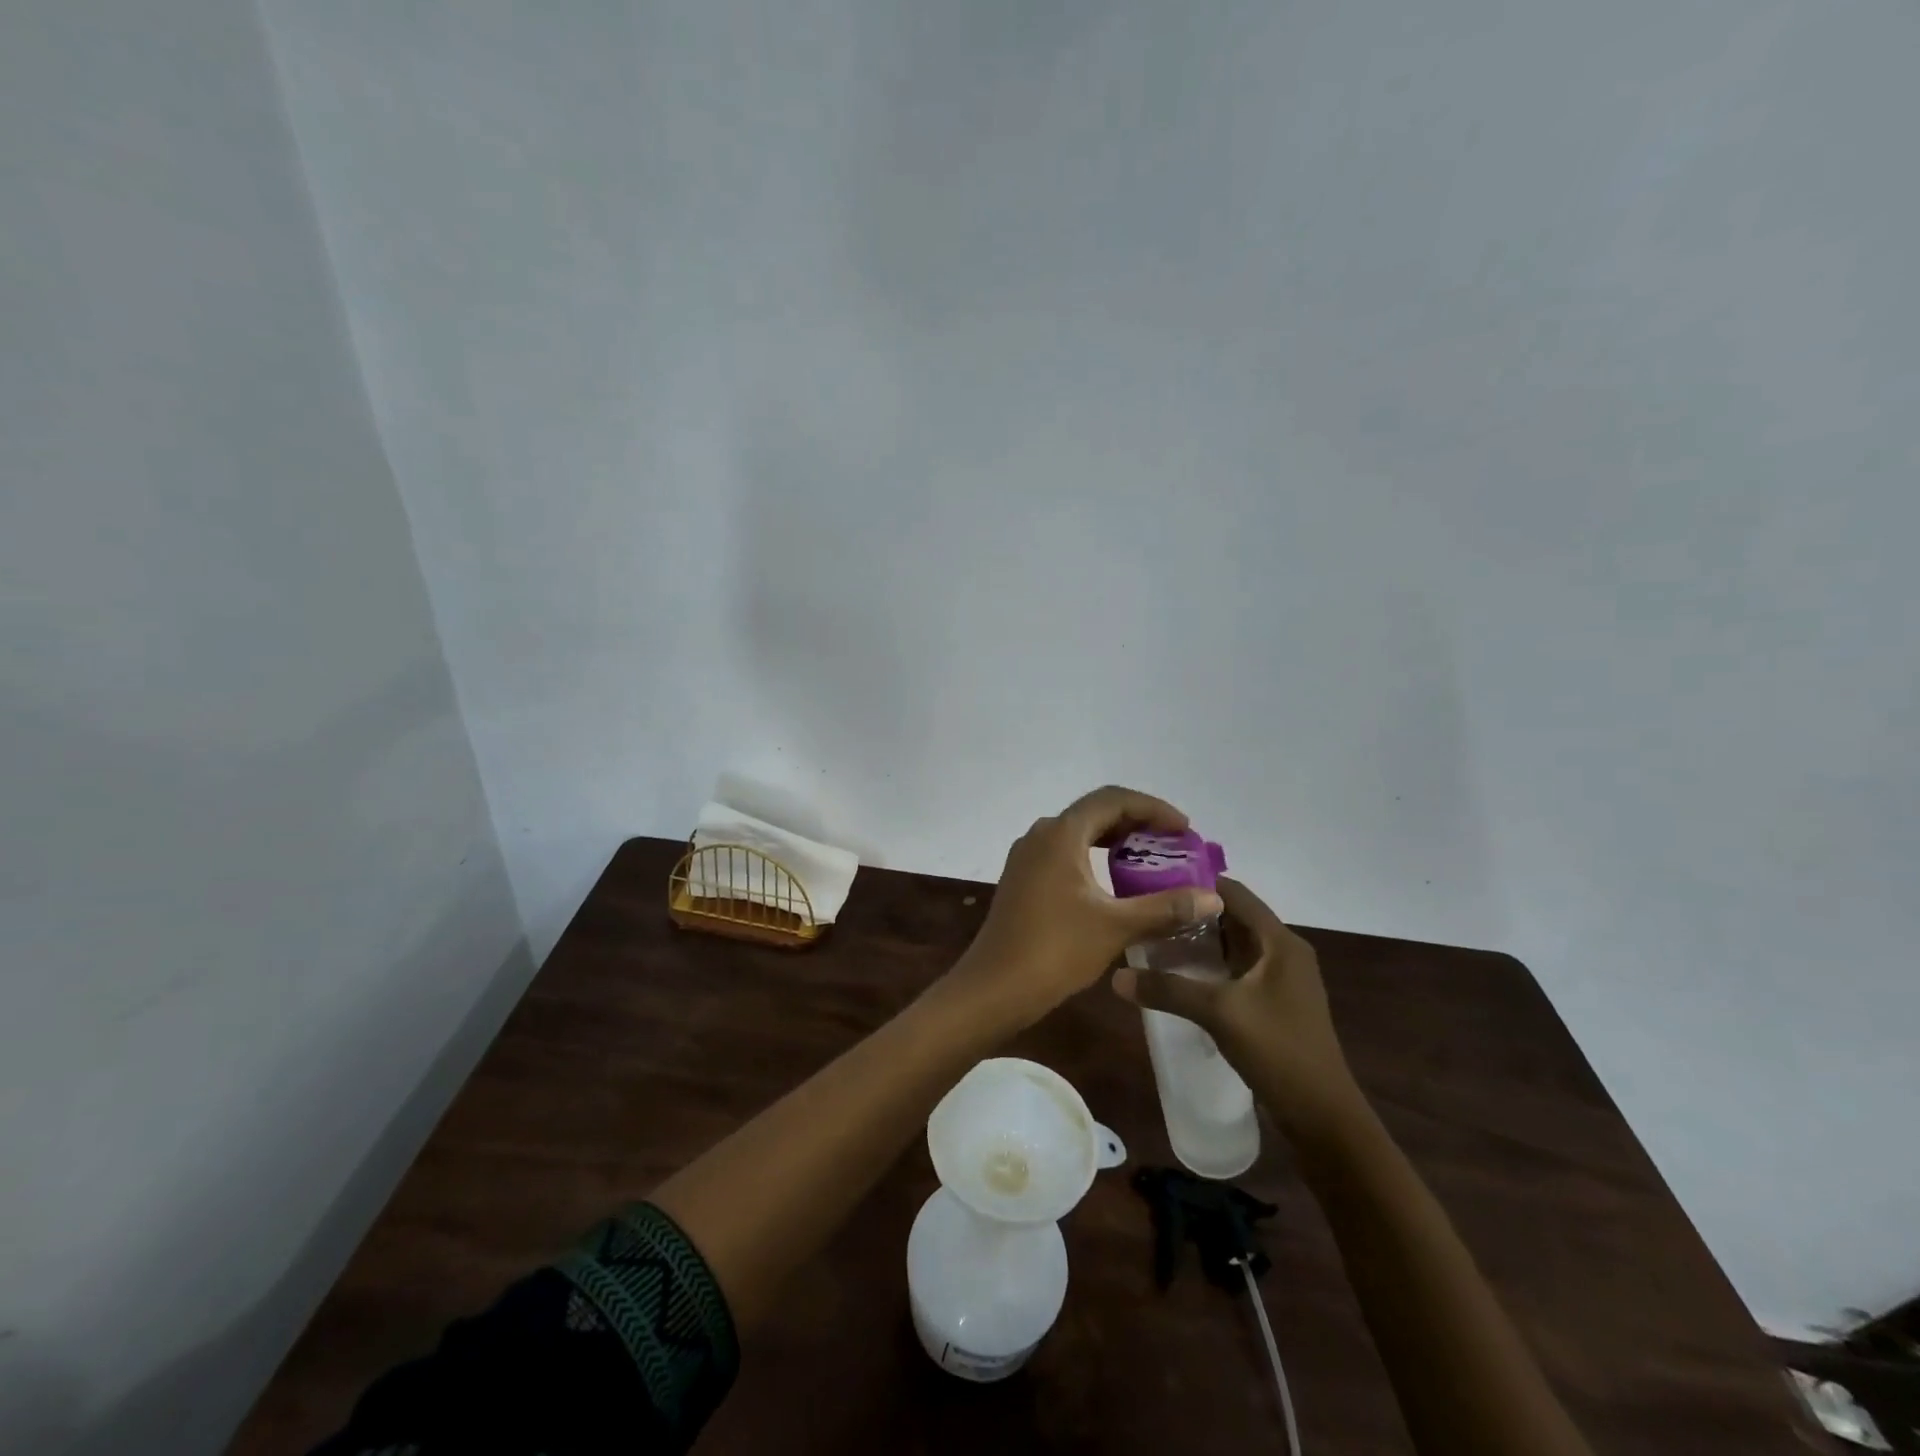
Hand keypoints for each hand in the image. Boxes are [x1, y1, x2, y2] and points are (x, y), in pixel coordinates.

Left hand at [948, 786, 1225, 1027]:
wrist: (995, 987)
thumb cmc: (1055, 949)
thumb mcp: (1117, 927)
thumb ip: (1166, 908)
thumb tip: (1213, 899)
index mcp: (1061, 833)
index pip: (1113, 799)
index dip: (1153, 808)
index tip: (1185, 829)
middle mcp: (1041, 835)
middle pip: (1095, 813)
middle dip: (1137, 823)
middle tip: (1173, 845)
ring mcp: (1027, 857)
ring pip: (1079, 834)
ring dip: (1115, 841)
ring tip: (1151, 861)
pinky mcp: (1023, 879)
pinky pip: (1065, 853)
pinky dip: (1095, 858)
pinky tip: (1114, 884)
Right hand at [1112, 876, 1361, 1140]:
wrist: (1322, 1117)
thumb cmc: (1278, 1050)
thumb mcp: (1219, 1013)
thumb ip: (1168, 990)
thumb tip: (1116, 977)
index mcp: (1280, 942)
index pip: (1235, 893)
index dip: (1197, 882)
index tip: (1154, 879)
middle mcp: (1283, 952)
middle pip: (1232, 917)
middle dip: (1191, 912)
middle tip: (1146, 909)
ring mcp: (1280, 980)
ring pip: (1232, 946)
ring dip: (1198, 941)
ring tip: (1153, 937)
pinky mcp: (1273, 1003)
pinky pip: (1235, 971)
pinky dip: (1208, 966)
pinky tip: (1177, 975)